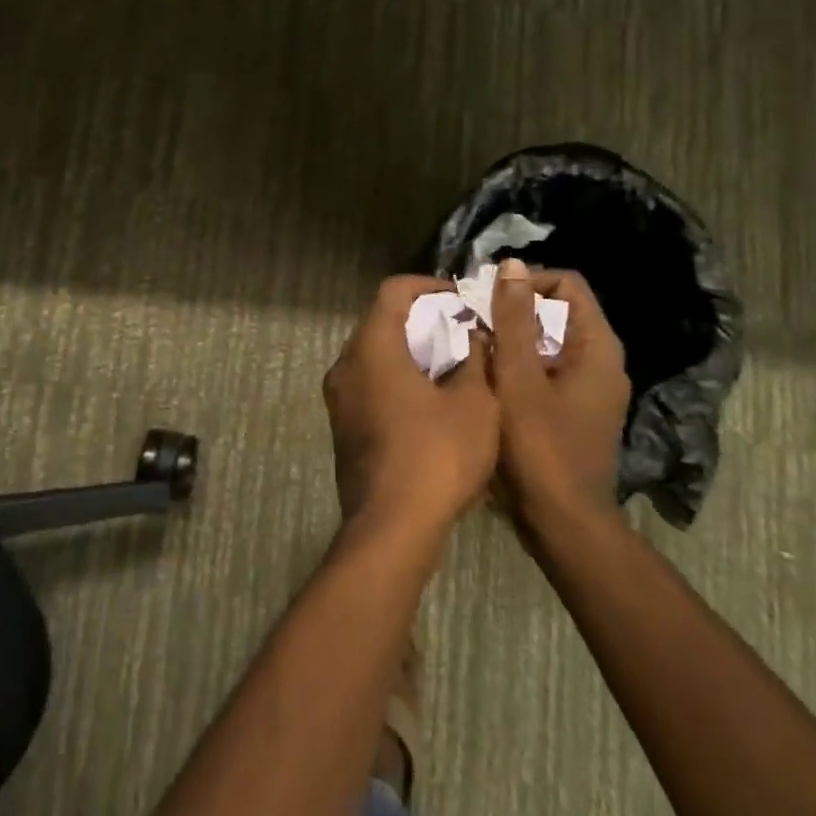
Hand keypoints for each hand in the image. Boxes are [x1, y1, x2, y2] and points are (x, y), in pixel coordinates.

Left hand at [324, 276, 499, 537]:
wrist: (392, 528)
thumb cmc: (437, 455)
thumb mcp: (475, 403)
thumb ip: (476, 359)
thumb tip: (474, 337)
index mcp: (372, 347)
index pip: (393, 291)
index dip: (429, 286)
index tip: (460, 300)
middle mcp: (345, 365)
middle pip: (380, 321)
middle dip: (422, 320)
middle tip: (461, 331)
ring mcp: (339, 399)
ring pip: (374, 355)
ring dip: (410, 352)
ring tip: (451, 365)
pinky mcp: (343, 427)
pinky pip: (369, 385)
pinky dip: (397, 379)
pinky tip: (430, 401)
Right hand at [489, 260, 630, 531]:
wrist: (563, 523)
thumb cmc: (540, 448)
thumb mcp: (519, 378)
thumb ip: (514, 320)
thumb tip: (511, 265)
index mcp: (597, 347)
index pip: (567, 285)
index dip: (527, 283)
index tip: (487, 299)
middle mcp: (601, 362)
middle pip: (557, 312)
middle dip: (514, 312)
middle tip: (473, 323)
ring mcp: (589, 389)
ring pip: (548, 343)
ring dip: (512, 340)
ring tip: (474, 349)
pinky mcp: (574, 411)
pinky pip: (546, 371)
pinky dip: (519, 367)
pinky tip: (487, 380)